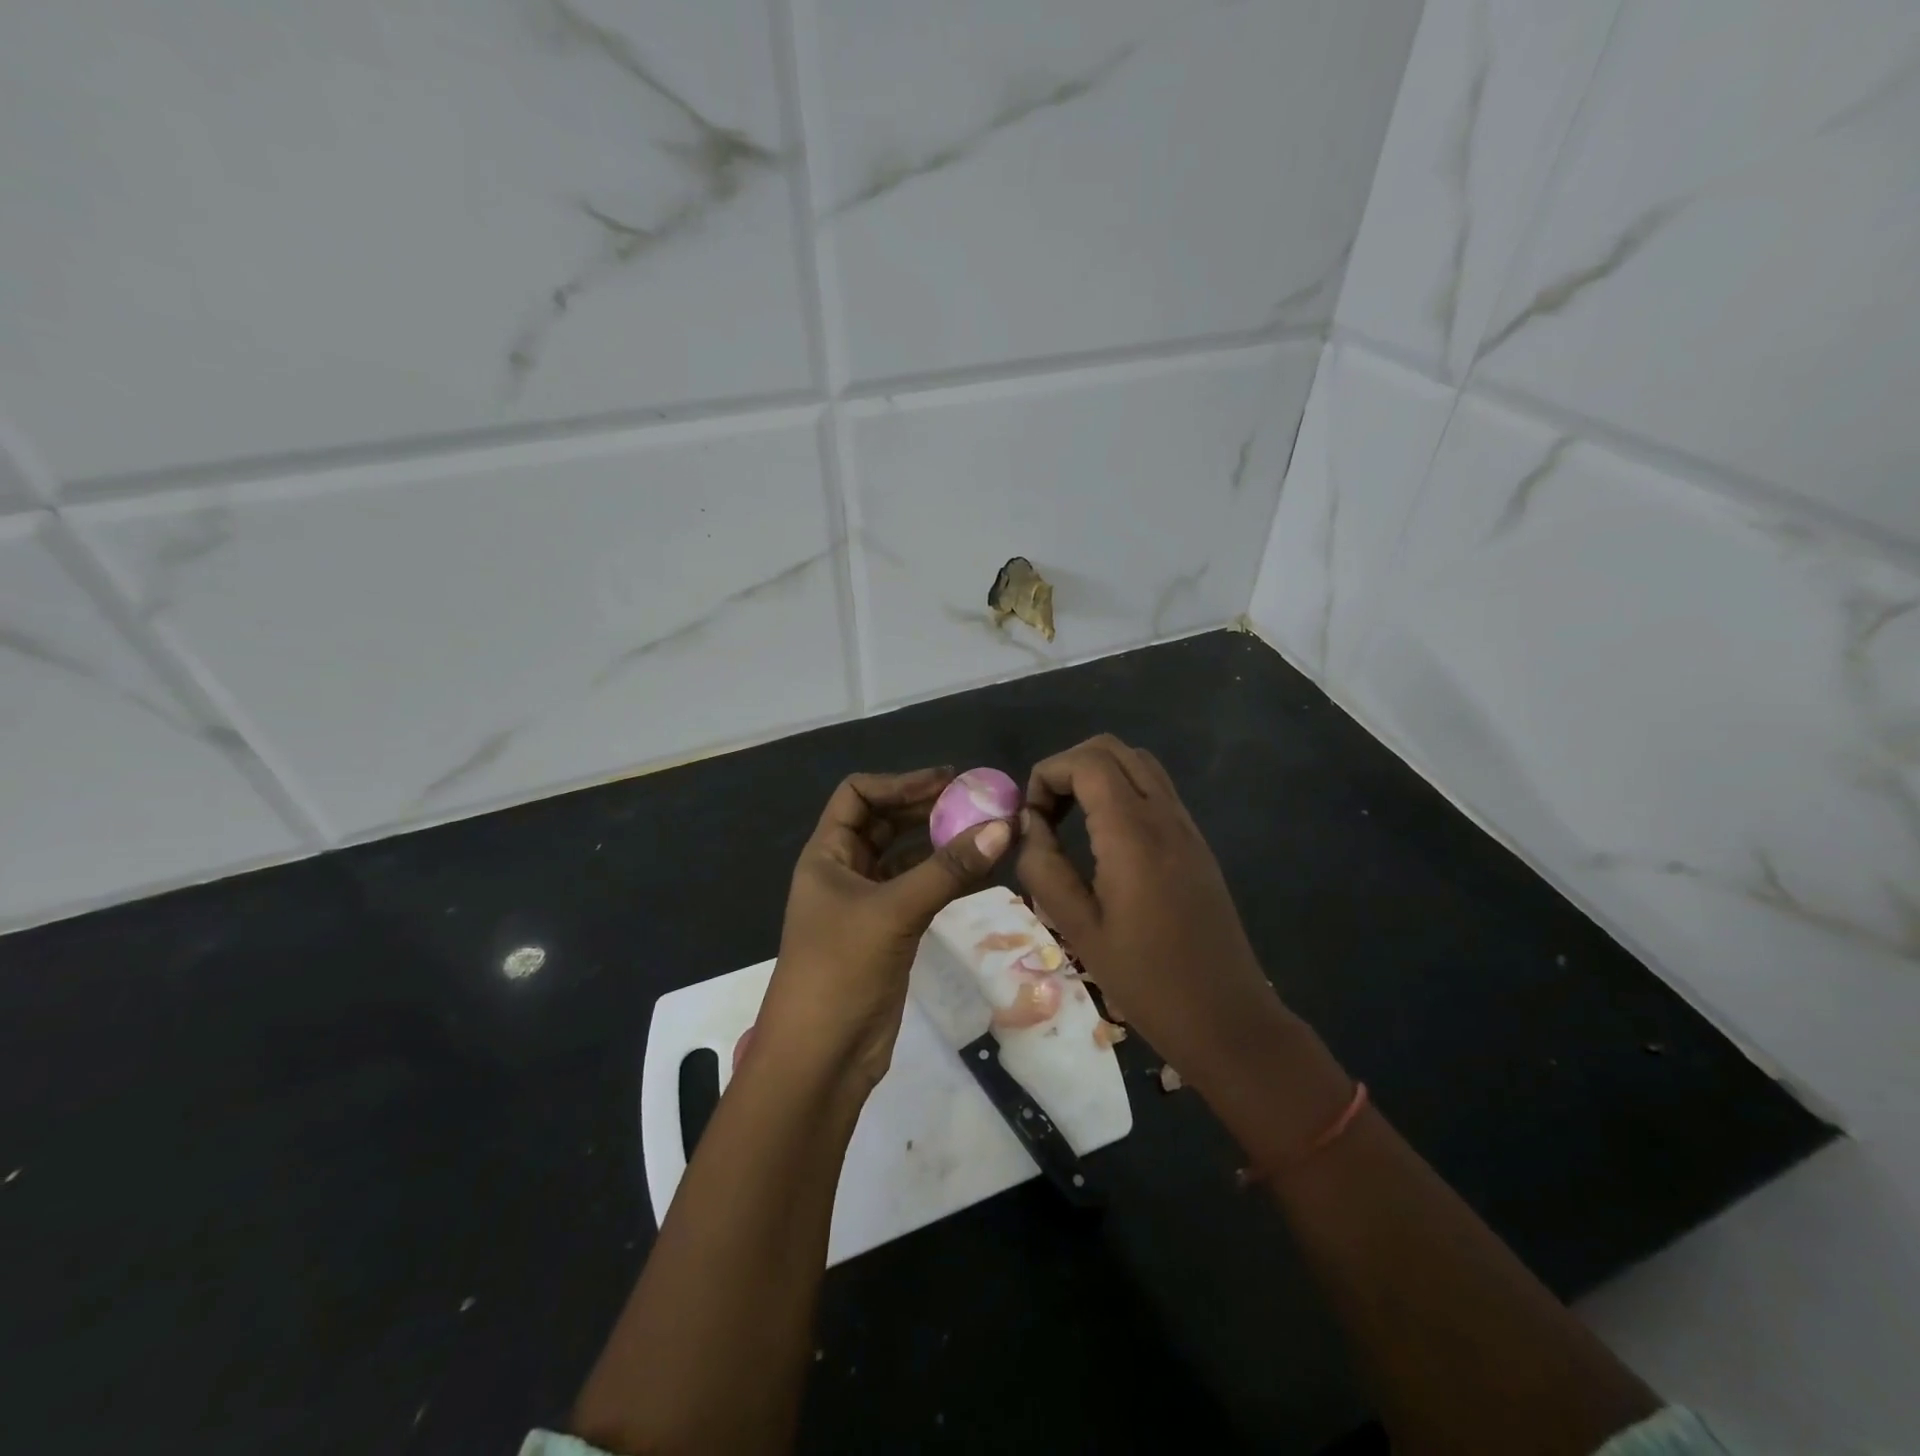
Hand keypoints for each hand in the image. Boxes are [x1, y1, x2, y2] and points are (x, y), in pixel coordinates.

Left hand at [754, 768, 1014, 1089]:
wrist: (821, 1058)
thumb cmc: (840, 971)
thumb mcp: (893, 912)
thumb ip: (948, 870)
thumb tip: (1004, 826)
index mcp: (827, 854)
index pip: (858, 795)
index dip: (900, 782)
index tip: (949, 781)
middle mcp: (844, 870)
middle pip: (886, 822)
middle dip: (928, 809)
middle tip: (978, 802)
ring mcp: (866, 903)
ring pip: (906, 857)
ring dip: (942, 843)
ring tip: (988, 831)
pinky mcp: (888, 932)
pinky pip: (920, 890)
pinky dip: (947, 878)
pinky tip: (982, 871)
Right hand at [1016, 735, 1291, 1078]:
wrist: (1226, 1016)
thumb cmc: (1146, 980)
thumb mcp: (1079, 928)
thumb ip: (1045, 867)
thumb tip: (1029, 825)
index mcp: (1133, 834)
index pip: (1087, 762)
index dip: (1048, 774)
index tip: (1030, 817)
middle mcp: (1164, 816)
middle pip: (1113, 749)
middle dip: (1069, 767)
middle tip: (1047, 812)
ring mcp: (1186, 826)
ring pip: (1138, 763)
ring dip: (1097, 774)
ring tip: (1071, 819)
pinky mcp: (1196, 842)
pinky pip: (1156, 789)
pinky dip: (1122, 790)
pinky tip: (1105, 837)